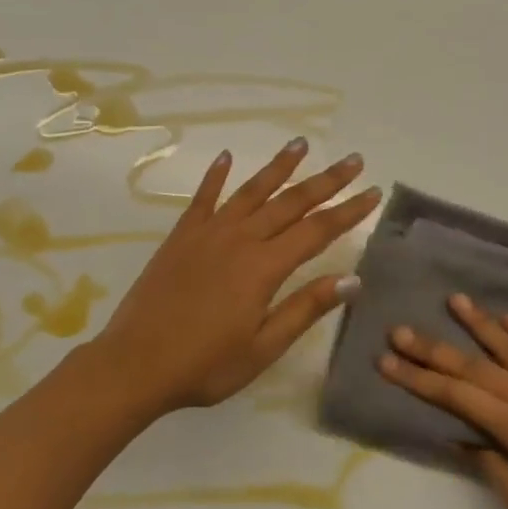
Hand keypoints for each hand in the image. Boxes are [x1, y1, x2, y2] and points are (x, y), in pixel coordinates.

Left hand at [93, 140, 380, 415]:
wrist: (134, 363)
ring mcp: (208, 233)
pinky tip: (226, 157)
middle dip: (326, 181)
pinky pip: (203, 197)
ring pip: (251, 191)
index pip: (317, 231)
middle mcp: (240, 239)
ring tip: (301, 144)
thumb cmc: (204, 364)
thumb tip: (352, 279)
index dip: (348, 211)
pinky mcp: (181, 236)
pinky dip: (216, 176)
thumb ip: (305, 308)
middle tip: (353, 160)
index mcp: (264, 267)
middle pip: (291, 202)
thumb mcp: (263, 347)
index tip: (373, 192)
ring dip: (279, 167)